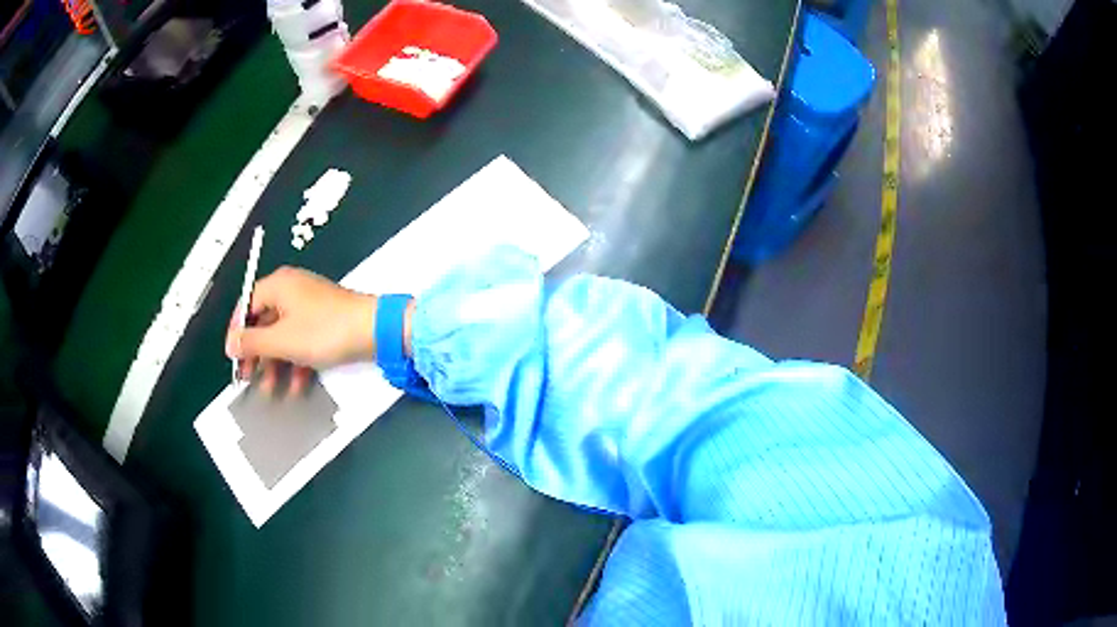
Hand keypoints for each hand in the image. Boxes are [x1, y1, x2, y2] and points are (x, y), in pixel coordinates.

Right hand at [225, 266, 376, 395]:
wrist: (374, 330)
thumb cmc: (324, 331)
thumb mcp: (282, 340)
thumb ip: (252, 342)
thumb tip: (230, 343)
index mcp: (279, 285)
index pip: (247, 304)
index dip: (238, 331)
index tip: (233, 356)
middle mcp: (292, 290)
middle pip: (264, 322)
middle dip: (257, 354)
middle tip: (248, 378)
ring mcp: (310, 306)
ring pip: (283, 336)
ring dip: (276, 364)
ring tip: (271, 391)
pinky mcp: (325, 322)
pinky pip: (303, 340)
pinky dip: (297, 362)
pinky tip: (297, 387)